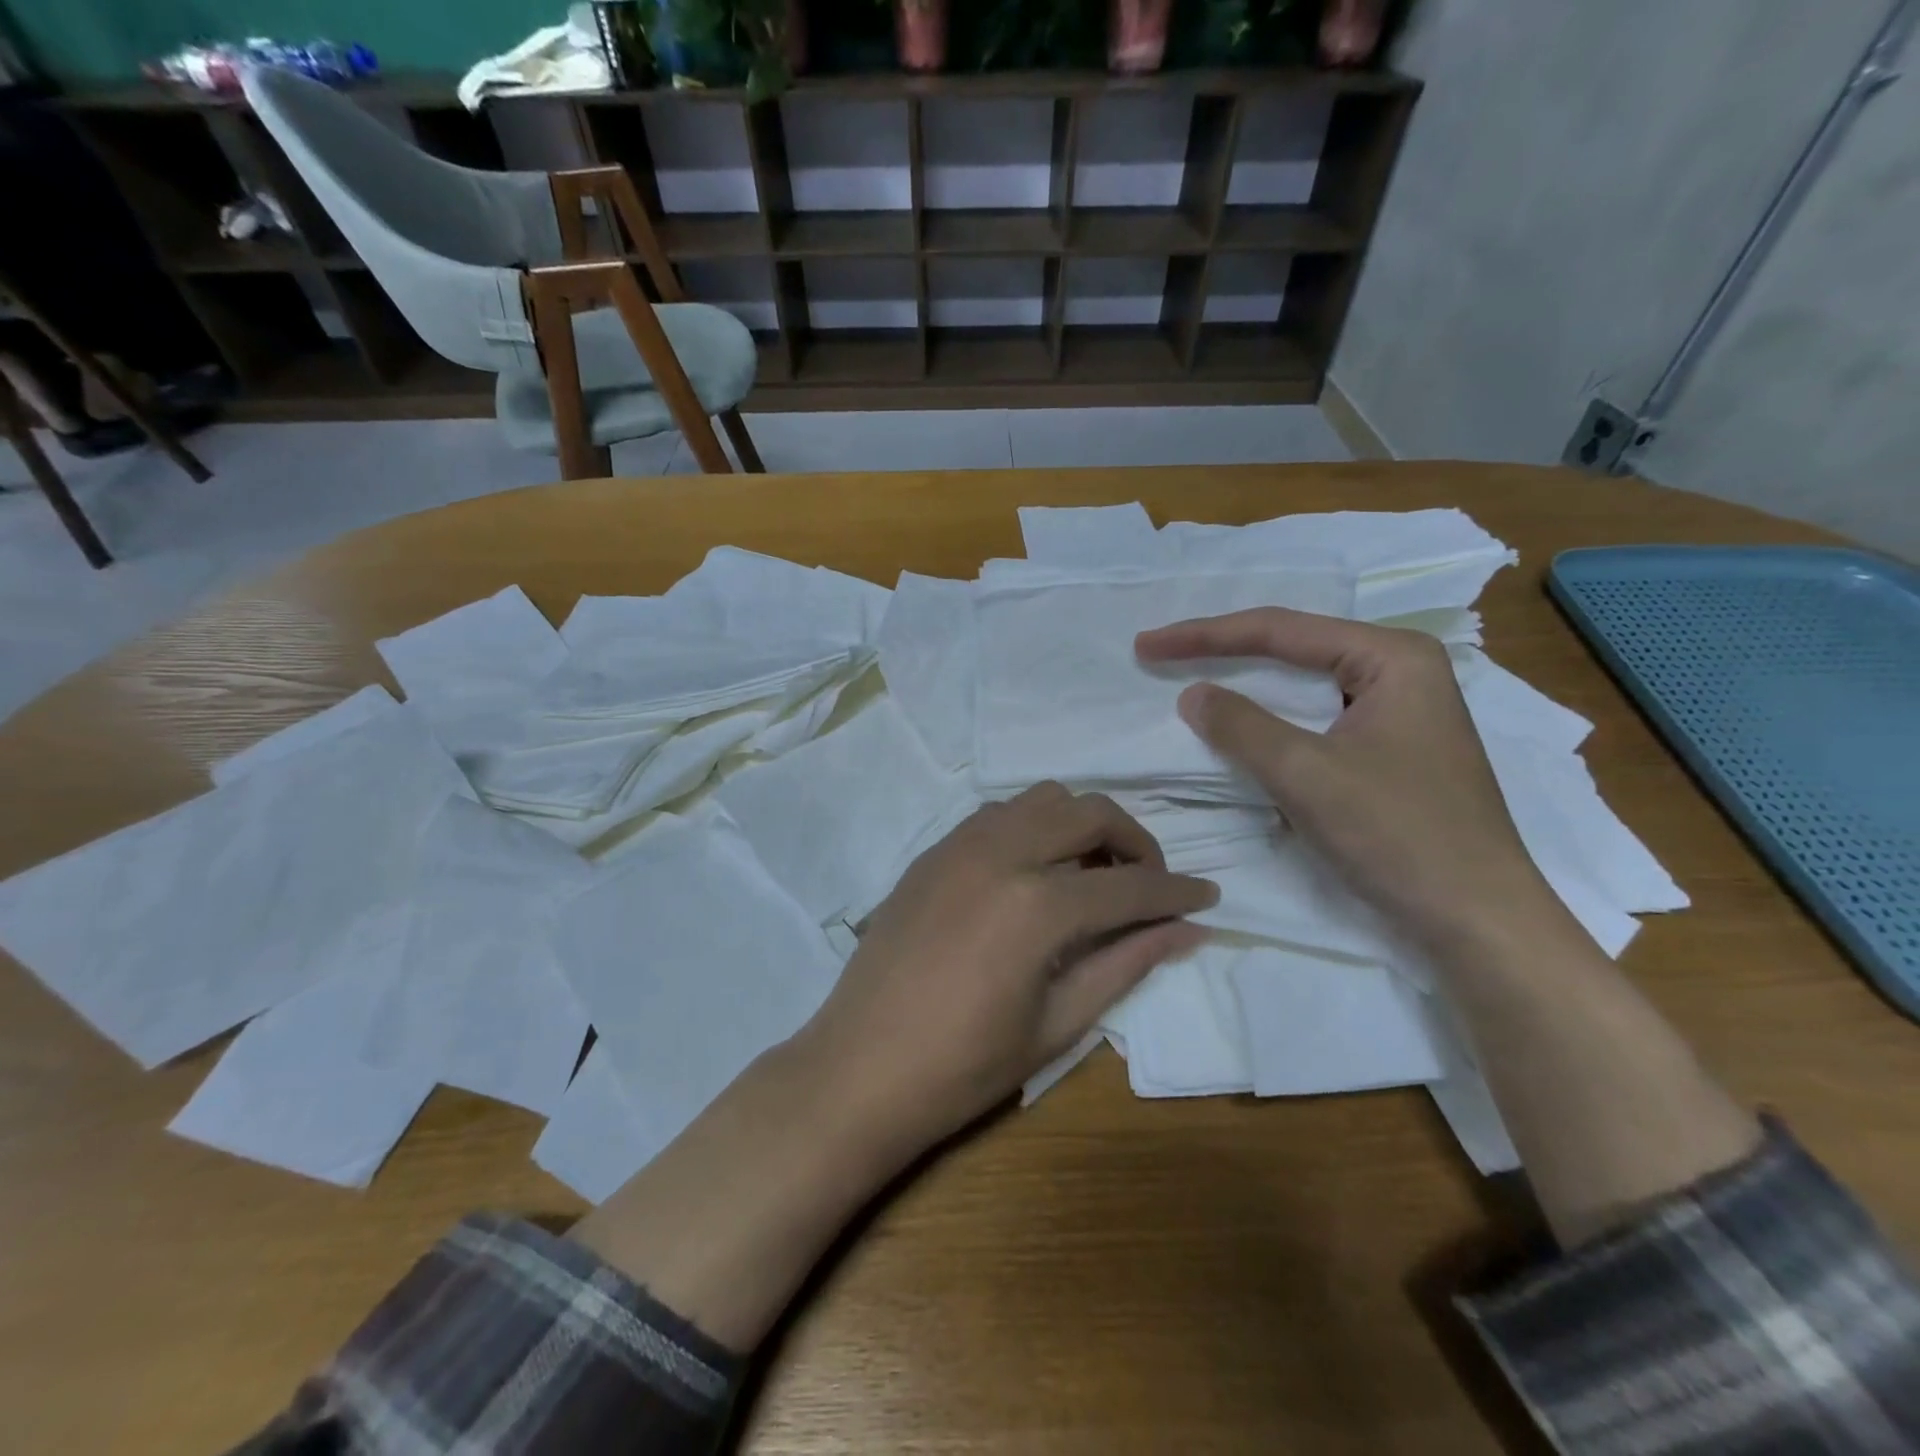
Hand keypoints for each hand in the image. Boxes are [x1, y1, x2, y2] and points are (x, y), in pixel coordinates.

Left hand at [796, 782, 1216, 1161]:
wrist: (859, 1069)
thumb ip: (1125, 964)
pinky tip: (1034, 872)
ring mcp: (959, 844)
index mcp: (1037, 904)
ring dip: (1080, 825)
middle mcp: (1001, 853)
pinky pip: (998, 814)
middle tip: (1147, 884)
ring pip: (1042, 799)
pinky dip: (1034, 827)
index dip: (1177, 890)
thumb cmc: (963, 1067)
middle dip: (1134, 841)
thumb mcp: (1057, 1024)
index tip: (1208, 897)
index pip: (1130, 883)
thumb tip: (1187, 930)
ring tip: (1090, 874)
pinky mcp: (932, 851)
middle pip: (1089, 812)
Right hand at [1135, 609, 1552, 953]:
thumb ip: (1241, 726)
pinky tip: (1241, 724)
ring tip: (1190, 676)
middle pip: (1293, 648)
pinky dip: (1270, 720)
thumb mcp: (1306, 773)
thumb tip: (1192, 693)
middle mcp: (1399, 671)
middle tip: (1160, 654)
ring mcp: (1398, 711)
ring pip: (1303, 685)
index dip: (1205, 636)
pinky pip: (1314, 718)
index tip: (1147, 645)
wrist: (1476, 919)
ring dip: (1245, 684)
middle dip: (1223, 651)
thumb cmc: (1398, 835)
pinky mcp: (1389, 749)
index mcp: (1392, 657)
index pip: (1281, 630)